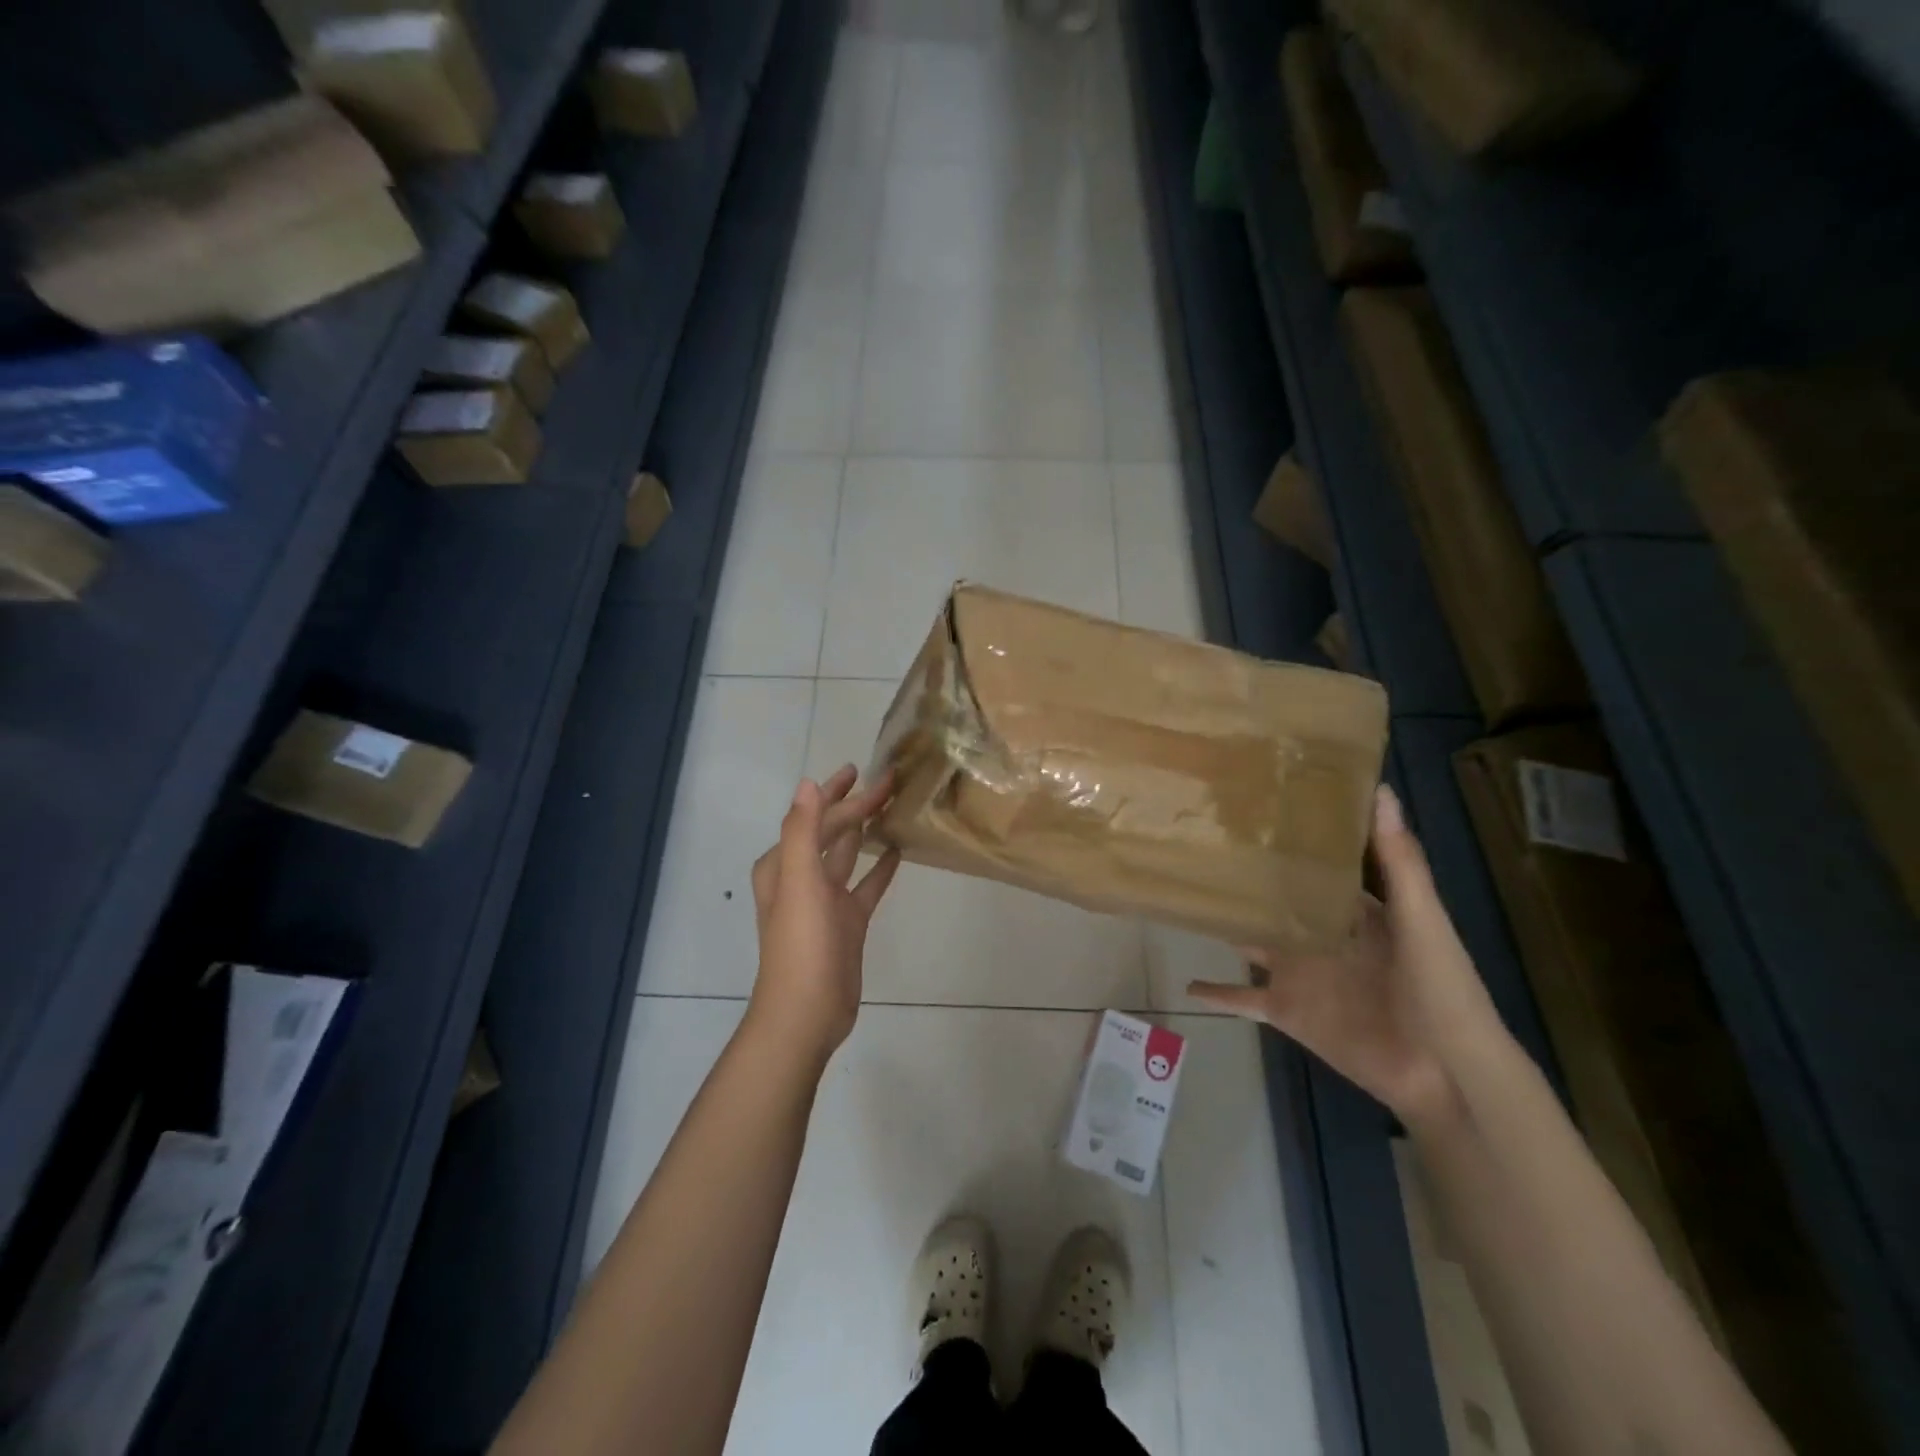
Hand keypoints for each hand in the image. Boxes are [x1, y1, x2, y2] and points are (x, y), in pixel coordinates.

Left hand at [746, 765, 901, 1064]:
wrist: (807, 1013)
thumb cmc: (801, 945)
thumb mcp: (799, 882)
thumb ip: (802, 831)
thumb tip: (808, 783)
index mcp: (783, 865)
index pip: (814, 818)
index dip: (837, 793)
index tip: (863, 770)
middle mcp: (801, 878)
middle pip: (832, 832)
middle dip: (856, 806)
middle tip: (888, 781)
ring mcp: (826, 901)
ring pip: (849, 855)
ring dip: (866, 831)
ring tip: (892, 807)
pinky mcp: (847, 922)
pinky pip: (866, 886)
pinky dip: (880, 869)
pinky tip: (898, 852)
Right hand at [1187, 785, 1501, 1122]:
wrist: (1446, 1075)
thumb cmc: (1441, 991)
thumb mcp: (1422, 920)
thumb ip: (1399, 861)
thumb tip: (1380, 791)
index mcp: (1355, 912)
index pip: (1317, 867)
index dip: (1291, 841)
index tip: (1254, 808)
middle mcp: (1320, 937)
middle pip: (1276, 902)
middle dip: (1247, 880)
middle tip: (1201, 846)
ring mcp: (1300, 975)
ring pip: (1252, 943)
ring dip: (1226, 926)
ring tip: (1185, 898)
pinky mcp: (1287, 1011)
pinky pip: (1242, 1000)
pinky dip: (1217, 993)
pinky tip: (1186, 983)